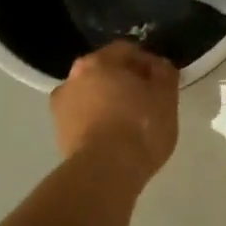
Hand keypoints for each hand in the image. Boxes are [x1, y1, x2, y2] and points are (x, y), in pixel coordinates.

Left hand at [50, 41, 179, 179]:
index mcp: (99, 61)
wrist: (104, 174)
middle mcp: (74, 77)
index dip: (148, 62)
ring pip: (92, 95)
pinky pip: (84, 119)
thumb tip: (158, 66)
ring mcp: (61, 107)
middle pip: (105, 71)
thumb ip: (164, 72)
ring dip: (109, 102)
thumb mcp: (166, 96)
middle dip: (125, 81)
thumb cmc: (139, 127)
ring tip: (130, 123)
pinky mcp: (59, 134)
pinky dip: (98, 122)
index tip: (161, 81)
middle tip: (147, 100)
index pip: (128, 50)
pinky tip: (114, 139)